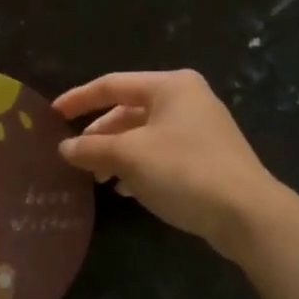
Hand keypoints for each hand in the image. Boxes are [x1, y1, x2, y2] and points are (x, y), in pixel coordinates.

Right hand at [53, 70, 284, 261]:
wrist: (246, 213)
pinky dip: (139, 166)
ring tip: (99, 179)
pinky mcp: (207, 157)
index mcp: (170, 86)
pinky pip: (161, 153)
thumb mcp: (129, 157)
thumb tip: (64, 148)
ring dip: (117, 154)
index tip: (52, 115)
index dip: (79, 99)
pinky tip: (127, 190)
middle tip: (77, 157)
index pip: (112, 85)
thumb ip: (91, 149)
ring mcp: (200, 128)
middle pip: (128, 110)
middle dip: (99, 135)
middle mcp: (187, 99)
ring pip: (144, 134)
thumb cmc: (183, 171)